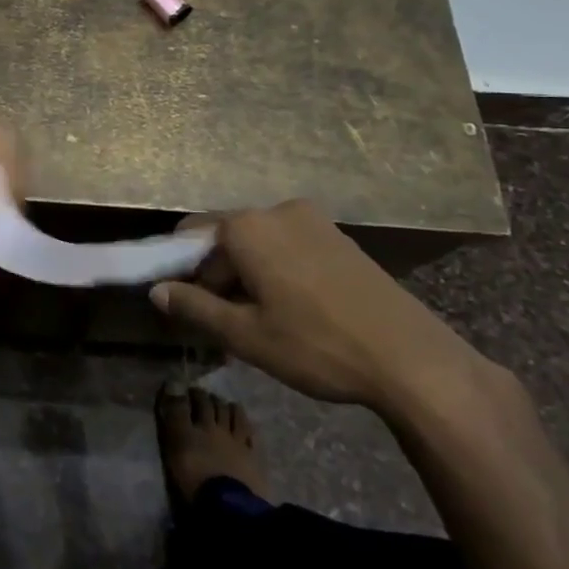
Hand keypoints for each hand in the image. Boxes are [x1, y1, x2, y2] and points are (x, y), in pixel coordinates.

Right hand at [151, 199, 477, 411]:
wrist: (411, 358)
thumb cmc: (317, 345)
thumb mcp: (246, 334)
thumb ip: (195, 307)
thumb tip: (156, 291)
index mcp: (247, 227)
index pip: (191, 236)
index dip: (183, 271)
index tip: (191, 307)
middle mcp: (277, 211)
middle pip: (226, 237)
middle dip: (218, 274)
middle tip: (229, 321)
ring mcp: (313, 220)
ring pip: (259, 242)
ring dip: (249, 273)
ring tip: (265, 319)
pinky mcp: (339, 236)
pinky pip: (290, 244)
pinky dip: (278, 269)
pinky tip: (296, 308)